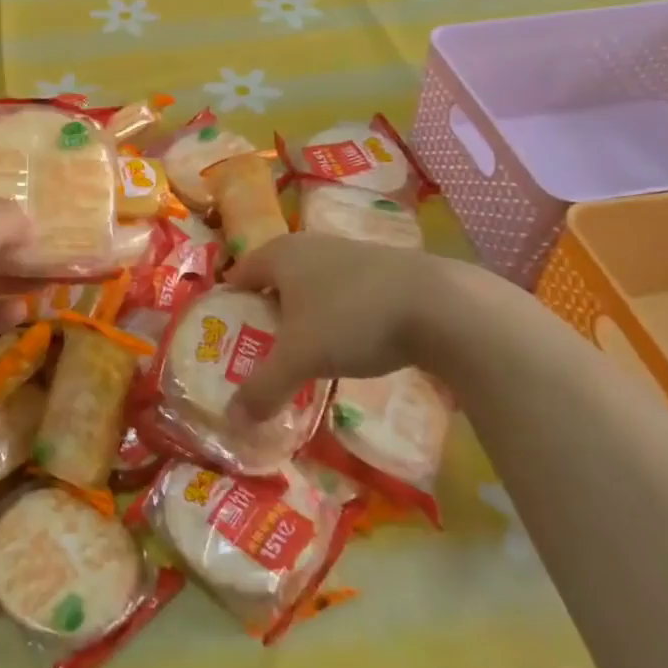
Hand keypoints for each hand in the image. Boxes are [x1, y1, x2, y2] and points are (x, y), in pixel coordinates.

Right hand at [223, 233, 488, 421]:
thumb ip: (263, 388)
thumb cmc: (352, 319)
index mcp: (280, 254)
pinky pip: (344, 293)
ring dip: (303, 316)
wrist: (443, 307)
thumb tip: (232, 422)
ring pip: (312, 286)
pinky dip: (337, 316)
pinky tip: (348, 345)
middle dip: (265, 315)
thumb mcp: (300, 359)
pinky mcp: (385, 269)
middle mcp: (311, 245)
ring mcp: (351, 253)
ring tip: (303, 353)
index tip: (223, 339)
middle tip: (258, 352)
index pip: (238, 275)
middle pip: (275, 280)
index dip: (228, 306)